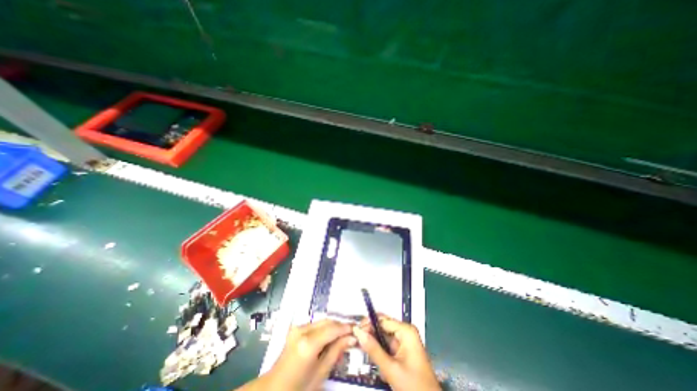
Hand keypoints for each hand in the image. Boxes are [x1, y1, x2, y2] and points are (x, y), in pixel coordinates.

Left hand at [241, 320, 359, 388]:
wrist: (274, 388)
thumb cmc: (298, 388)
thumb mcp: (321, 373)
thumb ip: (337, 351)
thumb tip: (352, 338)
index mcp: (308, 344)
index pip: (333, 329)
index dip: (347, 328)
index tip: (358, 329)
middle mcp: (302, 330)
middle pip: (328, 322)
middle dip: (341, 326)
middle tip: (353, 333)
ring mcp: (297, 327)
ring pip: (322, 321)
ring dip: (334, 327)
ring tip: (343, 337)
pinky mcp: (296, 328)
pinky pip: (316, 324)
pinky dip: (325, 328)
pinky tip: (330, 338)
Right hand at [355, 315, 439, 390]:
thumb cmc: (414, 386)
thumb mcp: (391, 368)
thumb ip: (373, 349)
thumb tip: (358, 332)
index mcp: (406, 331)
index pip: (382, 320)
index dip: (368, 324)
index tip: (355, 331)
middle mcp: (405, 332)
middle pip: (382, 326)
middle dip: (371, 334)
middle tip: (357, 341)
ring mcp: (404, 341)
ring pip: (383, 336)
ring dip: (374, 345)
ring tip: (366, 354)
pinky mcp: (403, 350)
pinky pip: (387, 345)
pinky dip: (380, 352)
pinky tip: (376, 361)